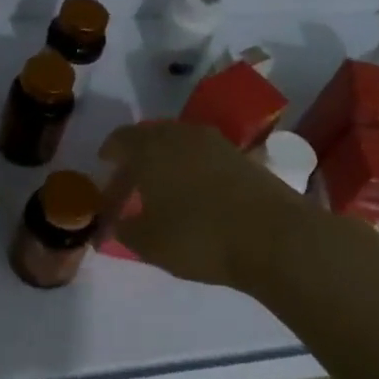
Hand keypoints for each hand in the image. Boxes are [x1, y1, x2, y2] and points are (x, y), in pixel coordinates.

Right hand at [99, 122, 311, 291]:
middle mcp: (181, 135)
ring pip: (180, 144)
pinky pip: (205, 156)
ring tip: (162, 190)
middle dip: (137, 157)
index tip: (104, 167)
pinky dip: (192, 169)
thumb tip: (114, 223)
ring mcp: (216, 143)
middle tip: (130, 182)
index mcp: (150, 148)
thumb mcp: (148, 242)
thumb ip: (123, 229)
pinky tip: (194, 194)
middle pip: (150, 137)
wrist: (274, 237)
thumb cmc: (198, 237)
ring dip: (167, 162)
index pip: (120, 139)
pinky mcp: (243, 157)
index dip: (109, 153)